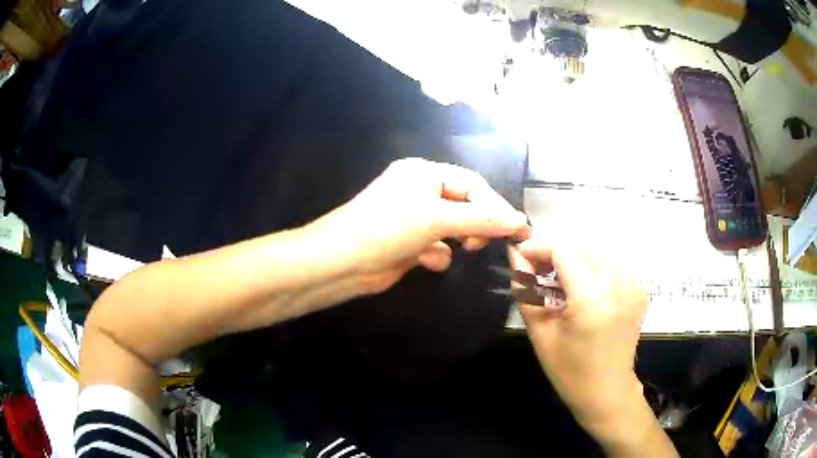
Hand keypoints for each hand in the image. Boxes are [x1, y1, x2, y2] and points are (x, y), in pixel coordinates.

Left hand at [310, 158, 529, 294]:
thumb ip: (480, 219)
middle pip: (464, 204)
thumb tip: (519, 221)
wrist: (342, 262)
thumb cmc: (388, 229)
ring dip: (459, 238)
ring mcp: (413, 218)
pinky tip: (427, 261)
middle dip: (477, 223)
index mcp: (424, 173)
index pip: (471, 184)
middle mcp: (420, 191)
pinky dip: (437, 254)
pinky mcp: (409, 243)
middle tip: (486, 241)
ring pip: (453, 226)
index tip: (515, 228)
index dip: (495, 204)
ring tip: (465, 248)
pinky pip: (436, 246)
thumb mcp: (437, 219)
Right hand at [509, 239, 648, 435]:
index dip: (539, 247)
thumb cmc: (569, 371)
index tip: (521, 256)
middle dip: (555, 254)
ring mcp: (634, 286)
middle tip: (537, 272)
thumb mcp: (541, 334)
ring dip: (575, 261)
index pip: (564, 250)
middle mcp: (618, 285)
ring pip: (598, 253)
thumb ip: (526, 291)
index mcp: (592, 299)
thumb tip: (516, 256)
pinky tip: (585, 290)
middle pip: (581, 248)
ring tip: (560, 282)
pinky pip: (613, 266)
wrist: (607, 392)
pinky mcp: (640, 291)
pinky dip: (594, 270)